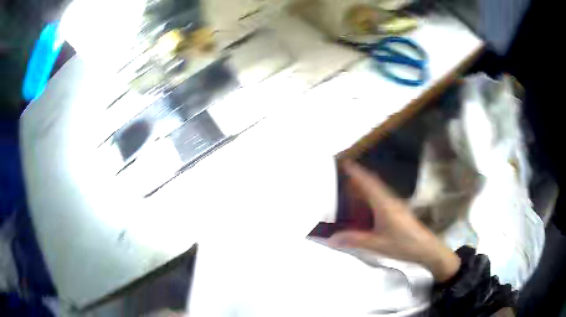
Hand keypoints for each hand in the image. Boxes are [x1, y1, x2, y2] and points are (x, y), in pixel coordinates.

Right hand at [329, 160, 459, 281]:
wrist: (426, 248)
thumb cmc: (403, 244)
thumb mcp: (377, 244)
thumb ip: (355, 240)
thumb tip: (332, 238)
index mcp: (384, 204)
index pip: (369, 183)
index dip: (357, 172)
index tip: (346, 163)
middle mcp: (390, 200)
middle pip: (374, 183)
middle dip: (360, 176)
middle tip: (345, 174)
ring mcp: (396, 205)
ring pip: (379, 189)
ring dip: (366, 185)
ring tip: (353, 187)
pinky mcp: (399, 211)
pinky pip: (382, 197)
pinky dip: (372, 194)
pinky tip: (368, 204)